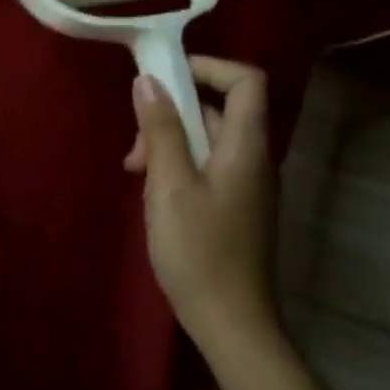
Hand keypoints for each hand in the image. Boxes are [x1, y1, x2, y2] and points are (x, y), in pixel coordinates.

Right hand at [125, 56, 280, 344]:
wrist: (230, 323)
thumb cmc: (198, 250)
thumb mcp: (169, 185)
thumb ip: (160, 131)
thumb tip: (148, 81)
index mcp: (246, 147)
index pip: (246, 81)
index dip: (209, 67)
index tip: (164, 76)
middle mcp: (254, 159)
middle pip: (219, 110)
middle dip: (172, 114)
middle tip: (135, 145)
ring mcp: (246, 186)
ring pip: (208, 141)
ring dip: (169, 143)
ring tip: (135, 172)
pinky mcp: (235, 208)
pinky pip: (208, 167)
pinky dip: (178, 166)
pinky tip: (152, 192)